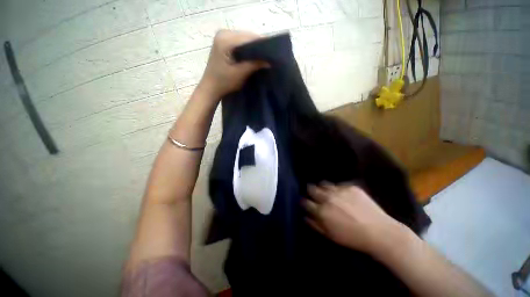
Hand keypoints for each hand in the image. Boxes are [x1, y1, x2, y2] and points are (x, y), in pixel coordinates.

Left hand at [197, 30, 267, 99]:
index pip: (249, 37)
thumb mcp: (240, 73)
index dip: (262, 45)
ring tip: (264, 58)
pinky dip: (248, 50)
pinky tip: (254, 57)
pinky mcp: (224, 42)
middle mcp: (224, 33)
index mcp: (225, 38)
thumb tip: (270, 61)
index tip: (273, 54)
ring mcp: (223, 37)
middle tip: (270, 57)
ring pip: (245, 39)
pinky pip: (240, 43)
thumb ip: (255, 64)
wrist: (211, 88)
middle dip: (259, 47)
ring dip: (254, 49)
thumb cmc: (224, 82)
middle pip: (247, 37)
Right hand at [303, 183, 403, 254]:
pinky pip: (339, 185)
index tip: (305, 202)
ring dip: (323, 188)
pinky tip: (343, 195)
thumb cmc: (352, 238)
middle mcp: (328, 198)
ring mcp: (340, 190)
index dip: (304, 202)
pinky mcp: (351, 187)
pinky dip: (338, 189)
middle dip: (311, 191)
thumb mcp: (330, 235)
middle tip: (314, 195)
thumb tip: (305, 216)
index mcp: (322, 211)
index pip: (305, 202)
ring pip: (324, 184)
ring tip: (327, 193)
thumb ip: (315, 224)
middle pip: (312, 188)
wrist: (380, 232)